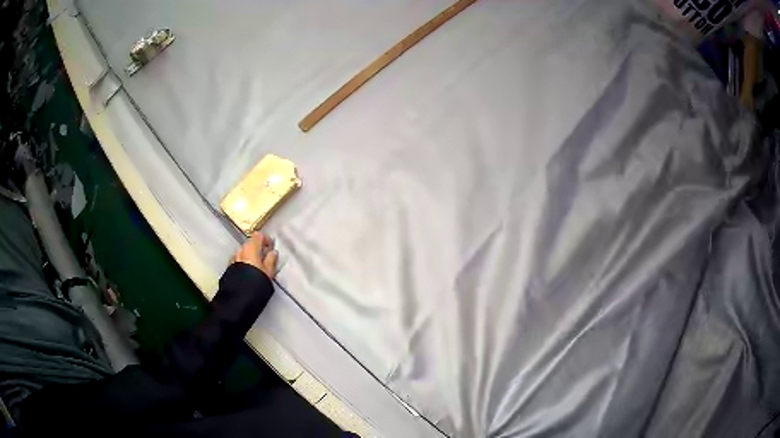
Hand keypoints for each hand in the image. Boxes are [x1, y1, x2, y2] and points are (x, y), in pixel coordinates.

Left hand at [231, 232, 277, 278]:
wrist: (240, 296)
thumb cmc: (256, 282)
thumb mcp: (269, 272)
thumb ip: (271, 260)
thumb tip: (273, 253)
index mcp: (251, 248)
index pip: (258, 236)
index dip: (266, 239)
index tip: (271, 247)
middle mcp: (241, 250)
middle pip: (250, 243)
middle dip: (258, 247)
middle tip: (265, 256)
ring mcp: (234, 258)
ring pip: (243, 251)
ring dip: (250, 255)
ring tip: (256, 265)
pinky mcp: (230, 267)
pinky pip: (238, 259)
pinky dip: (243, 261)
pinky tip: (247, 271)